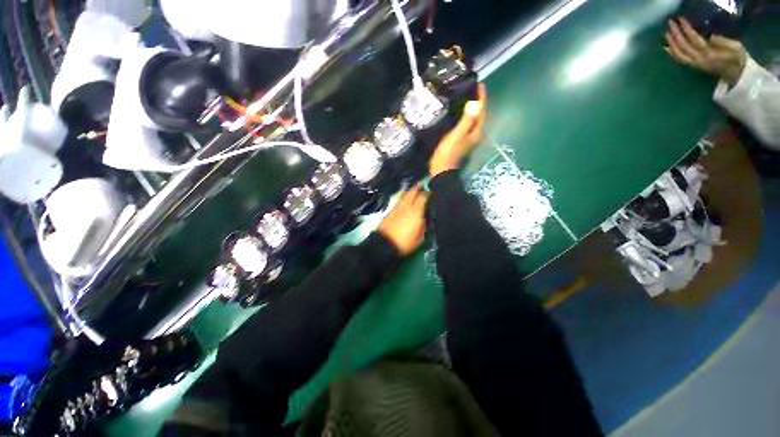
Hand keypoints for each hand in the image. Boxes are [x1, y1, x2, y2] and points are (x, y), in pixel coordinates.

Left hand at [378, 188, 428, 255]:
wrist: (384, 244)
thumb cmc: (405, 243)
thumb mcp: (420, 238)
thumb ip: (425, 225)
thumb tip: (427, 217)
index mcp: (416, 212)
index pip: (423, 197)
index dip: (429, 192)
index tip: (433, 191)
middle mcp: (406, 206)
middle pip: (412, 192)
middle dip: (418, 187)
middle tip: (423, 185)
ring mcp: (397, 207)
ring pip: (404, 194)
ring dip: (410, 191)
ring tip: (415, 190)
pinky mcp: (390, 211)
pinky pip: (399, 200)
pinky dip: (404, 198)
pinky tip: (405, 200)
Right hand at [429, 83, 487, 176]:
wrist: (442, 170)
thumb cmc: (448, 152)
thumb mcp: (457, 135)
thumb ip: (467, 120)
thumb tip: (475, 103)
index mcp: (476, 132)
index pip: (481, 111)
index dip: (481, 98)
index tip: (480, 84)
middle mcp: (475, 134)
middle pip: (478, 115)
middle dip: (477, 102)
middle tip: (472, 89)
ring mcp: (468, 139)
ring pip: (472, 120)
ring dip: (471, 109)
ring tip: (465, 97)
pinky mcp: (460, 141)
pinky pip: (465, 125)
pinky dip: (463, 117)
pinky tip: (457, 113)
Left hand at [665, 18, 747, 86]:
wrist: (737, 75)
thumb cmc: (738, 58)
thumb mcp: (736, 47)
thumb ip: (723, 42)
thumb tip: (711, 37)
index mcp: (709, 53)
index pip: (693, 39)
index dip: (686, 28)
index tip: (680, 19)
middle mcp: (698, 59)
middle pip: (683, 46)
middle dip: (675, 33)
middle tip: (670, 22)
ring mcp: (695, 64)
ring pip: (678, 53)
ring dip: (671, 42)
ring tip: (666, 32)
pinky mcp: (694, 66)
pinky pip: (680, 60)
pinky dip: (672, 53)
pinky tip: (666, 47)